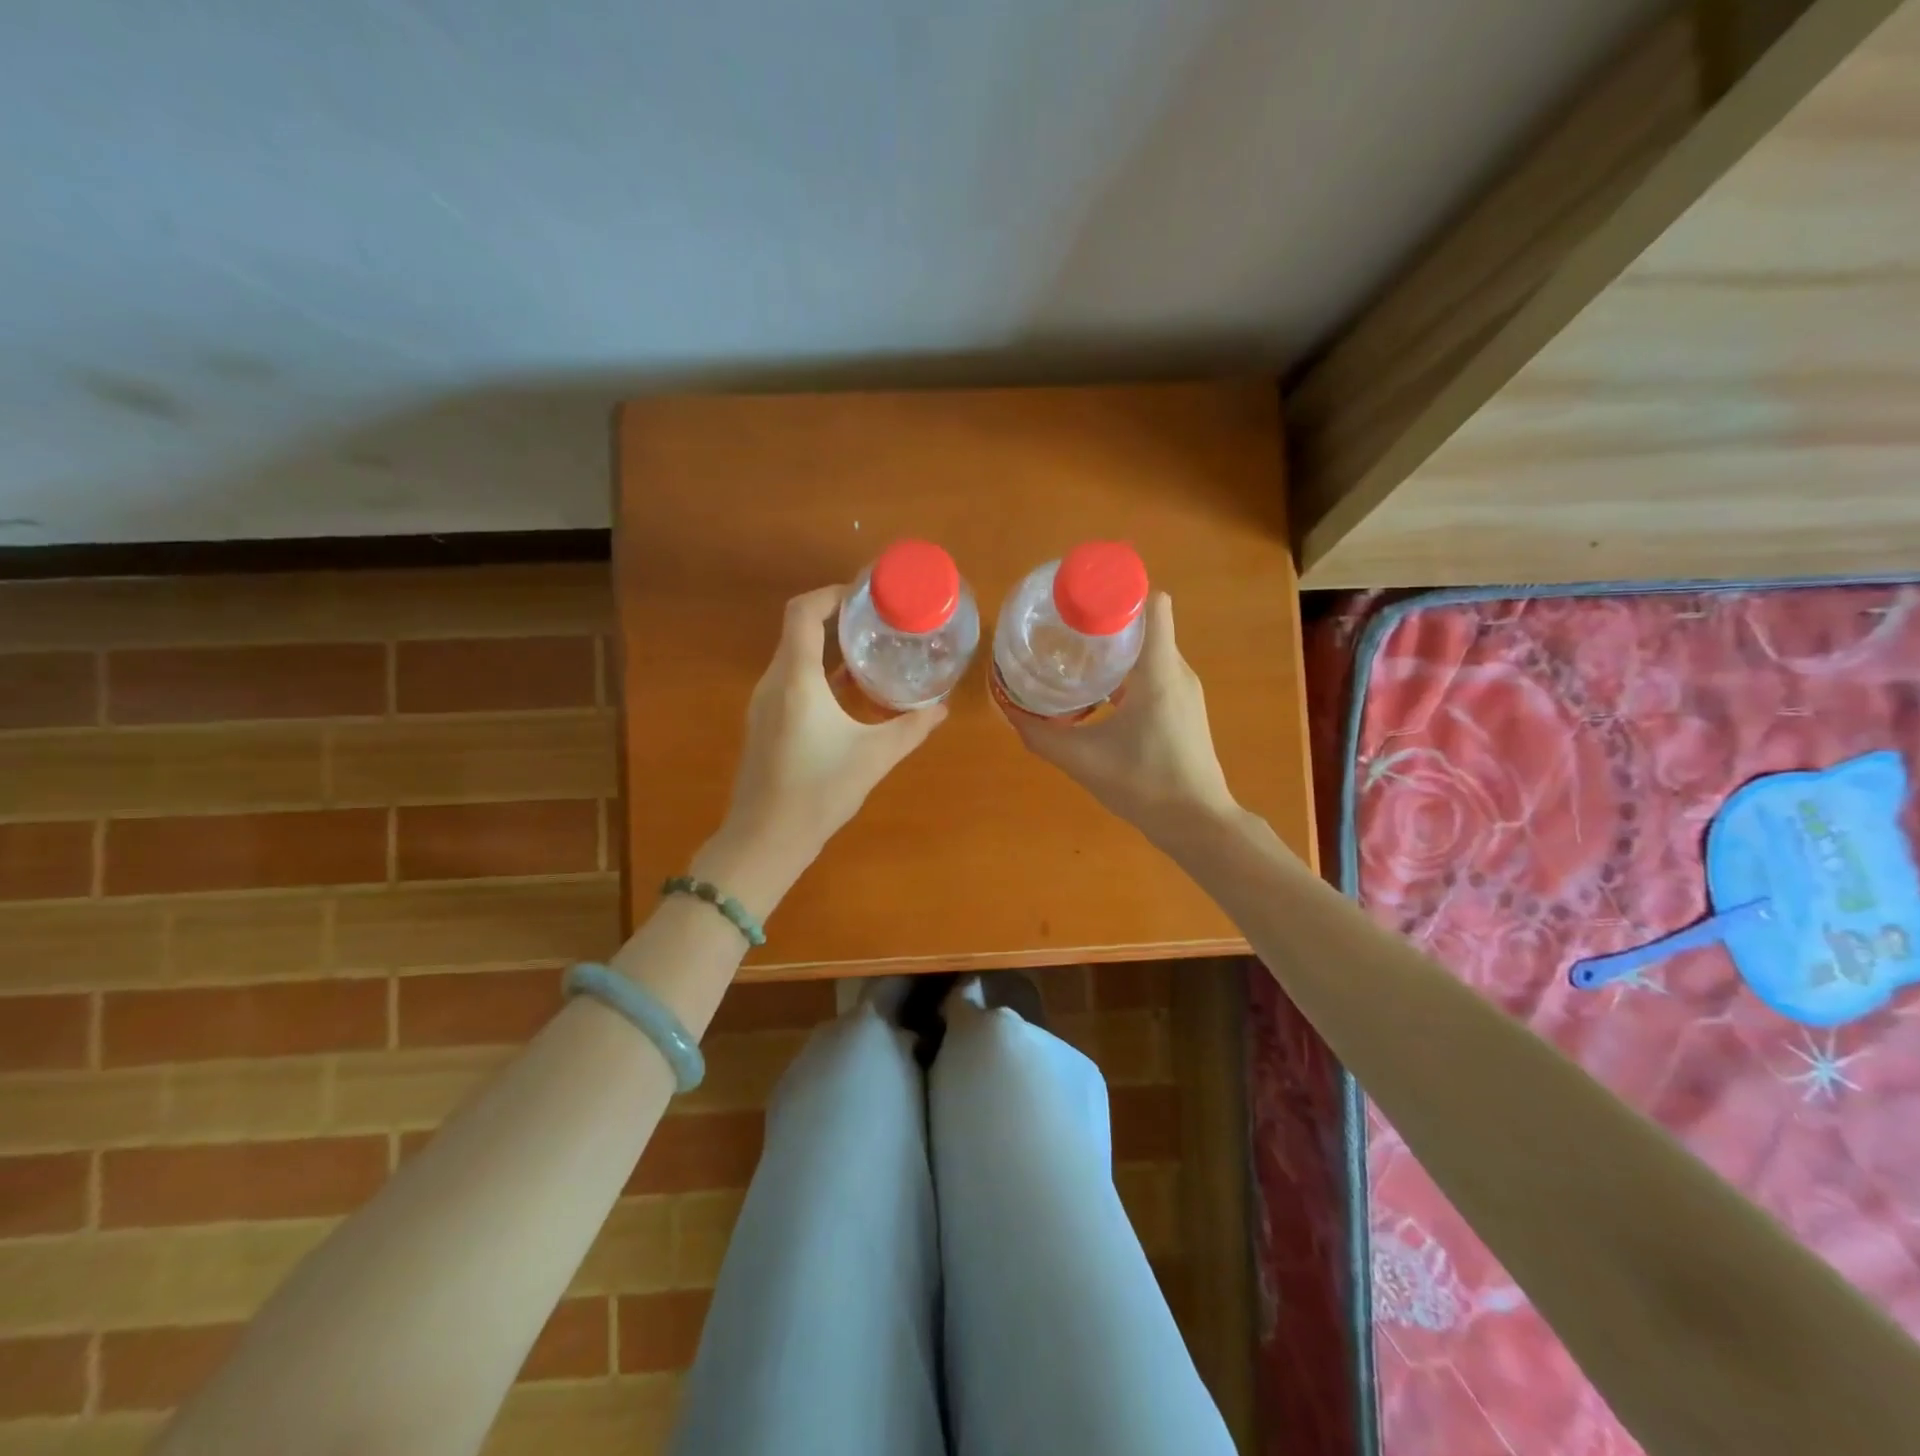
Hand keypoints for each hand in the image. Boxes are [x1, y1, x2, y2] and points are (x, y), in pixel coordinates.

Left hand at [720, 585, 947, 863]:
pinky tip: (847, 692)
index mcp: (796, 679)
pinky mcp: (764, 723)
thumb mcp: (874, 757)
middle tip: (878, 622)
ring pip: (794, 657)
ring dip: (828, 648)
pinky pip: (790, 681)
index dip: (831, 594)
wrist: (765, 840)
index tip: (865, 596)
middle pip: (798, 630)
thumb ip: (911, 728)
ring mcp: (764, 704)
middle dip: (837, 619)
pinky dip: (818, 673)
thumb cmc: (819, 792)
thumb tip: (942, 708)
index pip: (803, 612)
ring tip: (869, 651)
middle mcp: (774, 682)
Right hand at [1007, 593, 1236, 840]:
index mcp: (1159, 671)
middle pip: (1144, 624)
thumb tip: (1008, 711)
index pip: (1153, 604)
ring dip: (1115, 647)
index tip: (1081, 599)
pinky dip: (1126, 670)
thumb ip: (1042, 735)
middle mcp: (1176, 671)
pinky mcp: (1183, 708)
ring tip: (1073, 654)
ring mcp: (1183, 690)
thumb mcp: (1083, 760)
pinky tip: (1096, 691)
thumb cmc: (1145, 784)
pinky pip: (1153, 671)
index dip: (1119, 592)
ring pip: (1148, 649)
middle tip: (1063, 626)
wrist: (1197, 823)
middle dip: (1105, 619)